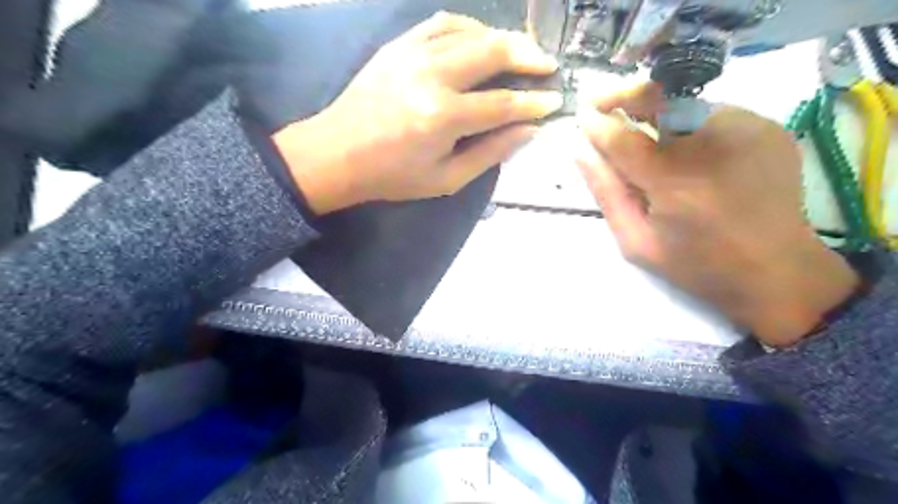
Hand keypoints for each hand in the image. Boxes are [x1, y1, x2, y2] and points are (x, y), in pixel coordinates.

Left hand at [278, 12, 563, 213]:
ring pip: (471, 32)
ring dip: (503, 38)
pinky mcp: (398, 46)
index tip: (556, 101)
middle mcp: (432, 76)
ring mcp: (413, 54)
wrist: (337, 154)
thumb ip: (489, 154)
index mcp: (443, 117)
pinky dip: (469, 27)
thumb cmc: (392, 176)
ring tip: (522, 51)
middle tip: (548, 65)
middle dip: (528, 57)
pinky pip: (442, 24)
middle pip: (493, 52)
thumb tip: (528, 131)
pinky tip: (481, 38)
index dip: (534, 103)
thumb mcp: (445, 180)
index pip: (503, 103)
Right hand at [578, 85, 858, 348]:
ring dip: (657, 110)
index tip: (581, 114)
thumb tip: (581, 153)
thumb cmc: (697, 265)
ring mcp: (748, 131)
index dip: (598, 123)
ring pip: (687, 102)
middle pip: (660, 99)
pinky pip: (713, 112)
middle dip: (626, 95)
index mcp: (675, 184)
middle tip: (602, 101)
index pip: (624, 138)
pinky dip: (688, 122)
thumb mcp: (637, 242)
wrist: (777, 271)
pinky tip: (684, 146)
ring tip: (642, 126)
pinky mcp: (768, 128)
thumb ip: (607, 194)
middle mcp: (713, 147)